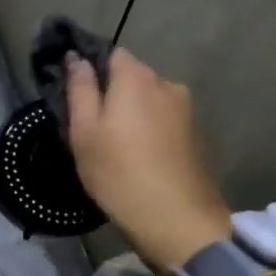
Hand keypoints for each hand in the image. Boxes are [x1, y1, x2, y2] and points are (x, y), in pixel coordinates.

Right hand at [65, 47, 232, 268]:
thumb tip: (76, 57)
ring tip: (117, 144)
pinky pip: (166, 120)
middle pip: (132, 77)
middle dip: (113, 92)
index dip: (92, 67)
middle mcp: (167, 84)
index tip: (76, 92)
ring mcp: (187, 110)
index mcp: (136, 78)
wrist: (177, 221)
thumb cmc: (119, 172)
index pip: (111, 53)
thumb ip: (80, 89)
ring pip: (150, 100)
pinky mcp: (198, 135)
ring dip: (134, 113)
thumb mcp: (84, 131)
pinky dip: (152, 130)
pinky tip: (141, 156)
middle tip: (92, 124)